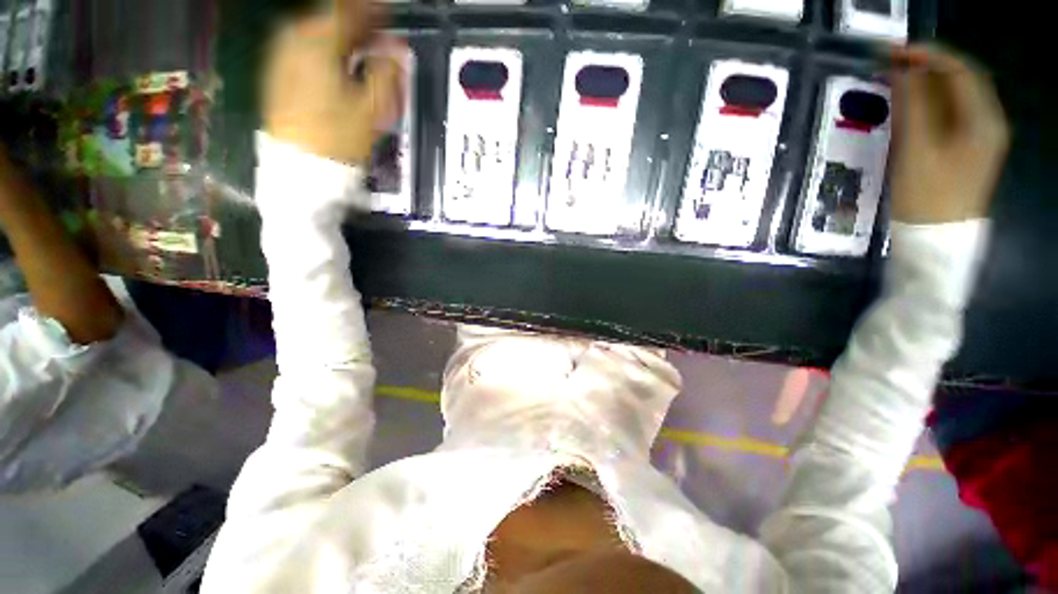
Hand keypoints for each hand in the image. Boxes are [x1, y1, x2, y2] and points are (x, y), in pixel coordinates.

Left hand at [262, 0, 405, 164]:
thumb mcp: (373, 108)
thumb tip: (397, 51)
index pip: (348, 10)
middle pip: (329, 19)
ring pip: (316, 32)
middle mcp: (295, 40)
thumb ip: (388, 73)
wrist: (301, 166)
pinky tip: (338, 65)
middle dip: (357, 26)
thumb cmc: (339, 138)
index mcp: (318, 43)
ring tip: (361, 52)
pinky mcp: (279, 72)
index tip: (388, 14)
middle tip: (378, 37)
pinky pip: (304, 48)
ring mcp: (282, 56)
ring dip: (341, 38)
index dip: (372, 10)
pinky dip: (324, 50)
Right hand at [890, 45, 1009, 223]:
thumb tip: (903, 71)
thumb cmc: (927, 196)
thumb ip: (913, 106)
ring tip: (897, 81)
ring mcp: (981, 135)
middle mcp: (989, 121)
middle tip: (893, 64)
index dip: (929, 55)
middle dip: (928, 67)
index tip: (895, 52)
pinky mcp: (968, 147)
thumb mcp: (916, 149)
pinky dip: (931, 102)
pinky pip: (952, 112)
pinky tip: (911, 105)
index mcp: (983, 119)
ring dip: (927, 84)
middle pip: (961, 79)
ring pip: (956, 95)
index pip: (960, 70)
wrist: (936, 237)